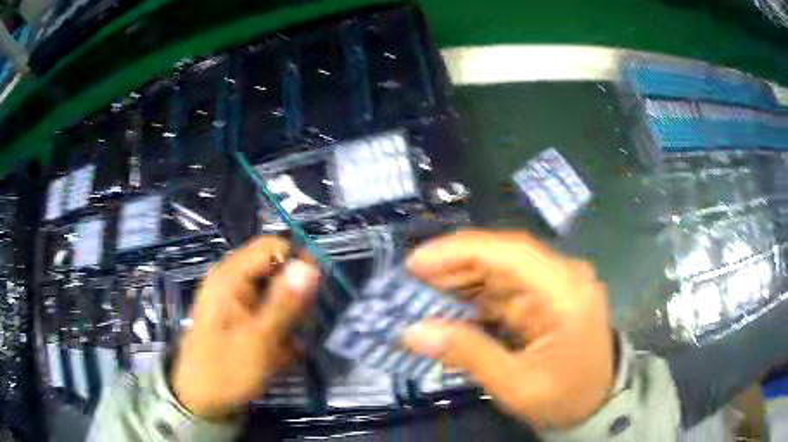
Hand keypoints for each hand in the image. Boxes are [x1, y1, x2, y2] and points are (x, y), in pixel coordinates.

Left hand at [172, 236, 319, 419]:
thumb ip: (284, 304)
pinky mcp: (239, 316)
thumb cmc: (224, 372)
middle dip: (296, 294)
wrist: (201, 400)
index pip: (273, 247)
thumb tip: (310, 266)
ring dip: (290, 314)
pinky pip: (268, 309)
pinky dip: (280, 325)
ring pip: (275, 291)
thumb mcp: (258, 341)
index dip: (298, 264)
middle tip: (304, 325)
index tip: (317, 294)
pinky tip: (282, 349)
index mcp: (230, 277)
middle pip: (275, 269)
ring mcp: (235, 299)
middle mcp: (231, 280)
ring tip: (292, 342)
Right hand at [402, 230, 613, 429]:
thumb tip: (413, 332)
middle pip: (503, 255)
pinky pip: (506, 286)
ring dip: (460, 279)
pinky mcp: (547, 296)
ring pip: (501, 268)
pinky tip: (449, 306)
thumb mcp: (515, 385)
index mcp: (566, 292)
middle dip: (453, 266)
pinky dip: (475, 295)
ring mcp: (557, 285)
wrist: (597, 404)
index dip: (458, 252)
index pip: (510, 252)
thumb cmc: (564, 398)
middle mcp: (564, 276)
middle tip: (409, 283)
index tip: (414, 264)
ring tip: (421, 295)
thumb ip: (467, 354)